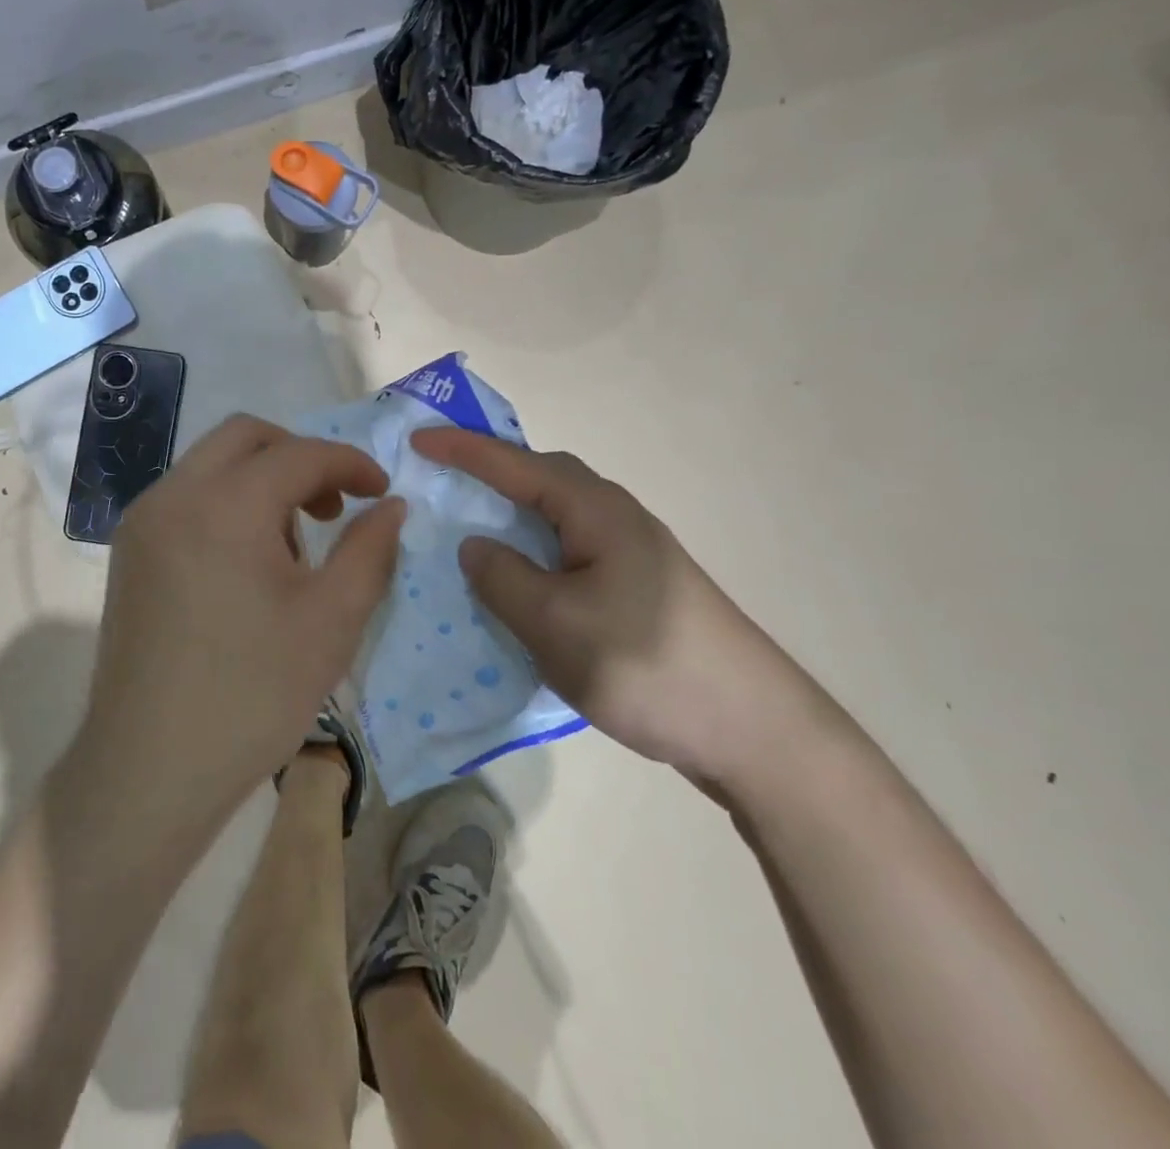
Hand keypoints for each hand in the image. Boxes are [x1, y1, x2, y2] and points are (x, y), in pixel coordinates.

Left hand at [84, 415, 405, 816]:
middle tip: (334, 504)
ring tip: (293, 544)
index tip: (382, 492)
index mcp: (224, 504)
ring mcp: (142, 523)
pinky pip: (187, 498)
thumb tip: (391, 507)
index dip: (350, 464)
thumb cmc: (251, 695)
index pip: (299, 454)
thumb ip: (369, 550)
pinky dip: (227, 502)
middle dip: (300, 456)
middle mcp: (173, 495)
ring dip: (261, 479)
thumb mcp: (331, 621)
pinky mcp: (129, 552)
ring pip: (211, 464)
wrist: (149, 770)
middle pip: (245, 437)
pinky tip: (247, 563)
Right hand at [411, 428, 820, 785]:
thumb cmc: (645, 663)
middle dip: (491, 471)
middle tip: (443, 475)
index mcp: (596, 511)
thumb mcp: (554, 622)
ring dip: (513, 512)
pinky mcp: (637, 588)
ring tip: (471, 523)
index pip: (517, 466)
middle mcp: (616, 518)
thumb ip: (503, 576)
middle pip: (543, 479)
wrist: (752, 729)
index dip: (463, 450)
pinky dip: (533, 550)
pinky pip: (569, 550)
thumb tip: (474, 545)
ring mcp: (632, 554)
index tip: (417, 440)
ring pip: (557, 517)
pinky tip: (520, 579)